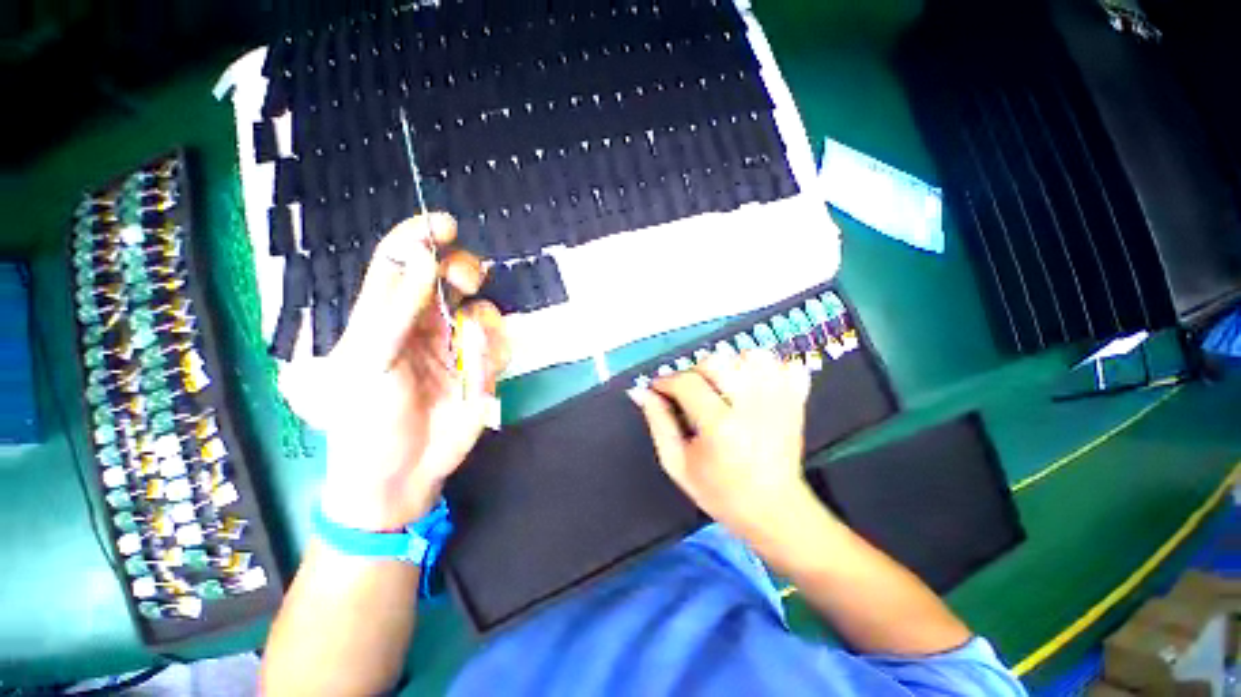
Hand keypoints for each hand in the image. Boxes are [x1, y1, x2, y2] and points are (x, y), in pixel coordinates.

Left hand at [292, 214, 508, 530]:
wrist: (400, 474)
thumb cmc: (368, 419)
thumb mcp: (370, 359)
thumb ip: (397, 306)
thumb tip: (422, 254)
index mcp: (387, 317)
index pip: (401, 265)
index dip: (419, 238)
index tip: (443, 223)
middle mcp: (424, 325)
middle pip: (450, 280)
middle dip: (463, 271)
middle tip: (467, 279)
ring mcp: (456, 348)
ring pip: (483, 311)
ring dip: (482, 321)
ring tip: (470, 345)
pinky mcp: (481, 370)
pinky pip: (499, 345)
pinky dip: (494, 352)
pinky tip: (479, 373)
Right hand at [629, 351, 814, 537]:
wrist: (774, 510)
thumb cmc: (720, 492)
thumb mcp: (677, 464)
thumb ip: (658, 423)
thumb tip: (642, 391)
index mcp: (721, 427)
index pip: (687, 383)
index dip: (666, 381)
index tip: (659, 388)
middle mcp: (753, 407)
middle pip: (718, 361)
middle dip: (695, 371)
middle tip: (691, 391)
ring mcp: (780, 401)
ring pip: (751, 356)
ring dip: (731, 365)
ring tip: (722, 387)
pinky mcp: (797, 400)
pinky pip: (785, 364)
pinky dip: (767, 367)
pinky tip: (754, 384)